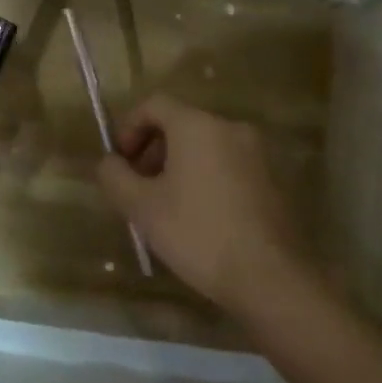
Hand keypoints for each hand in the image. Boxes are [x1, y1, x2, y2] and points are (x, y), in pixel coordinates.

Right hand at [97, 95, 311, 314]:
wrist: (270, 278)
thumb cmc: (198, 233)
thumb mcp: (142, 207)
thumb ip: (115, 177)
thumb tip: (109, 163)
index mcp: (197, 125)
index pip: (154, 104)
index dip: (128, 127)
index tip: (119, 162)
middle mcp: (229, 128)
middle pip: (180, 123)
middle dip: (151, 149)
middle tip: (137, 187)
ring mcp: (256, 153)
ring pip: (204, 146)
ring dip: (177, 165)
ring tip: (164, 206)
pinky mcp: (272, 179)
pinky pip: (226, 164)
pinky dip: (204, 177)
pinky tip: (197, 216)